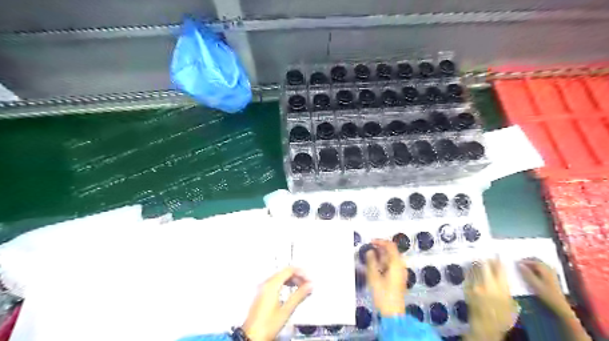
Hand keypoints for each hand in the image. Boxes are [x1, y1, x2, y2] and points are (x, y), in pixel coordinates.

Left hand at [243, 267, 310, 340]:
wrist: (252, 337)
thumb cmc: (266, 326)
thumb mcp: (286, 310)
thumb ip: (299, 295)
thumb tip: (309, 286)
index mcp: (271, 284)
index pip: (289, 270)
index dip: (301, 272)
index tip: (309, 278)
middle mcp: (265, 284)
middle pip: (284, 272)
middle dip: (297, 276)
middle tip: (307, 283)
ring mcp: (262, 289)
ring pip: (280, 278)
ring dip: (292, 280)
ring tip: (301, 288)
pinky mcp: (261, 295)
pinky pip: (275, 283)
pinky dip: (285, 285)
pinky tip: (291, 292)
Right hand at [364, 238, 405, 315]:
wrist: (393, 313)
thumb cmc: (383, 294)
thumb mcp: (373, 277)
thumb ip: (371, 261)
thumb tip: (370, 251)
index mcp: (396, 263)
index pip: (390, 246)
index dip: (380, 241)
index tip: (370, 242)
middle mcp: (401, 266)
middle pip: (392, 251)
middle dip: (380, 249)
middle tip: (369, 250)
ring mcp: (401, 272)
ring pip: (392, 258)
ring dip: (381, 256)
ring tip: (370, 259)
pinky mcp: (399, 278)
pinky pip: (392, 265)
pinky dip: (384, 263)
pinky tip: (376, 268)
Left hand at [468, 259, 518, 340]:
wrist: (486, 325)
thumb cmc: (502, 317)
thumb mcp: (511, 304)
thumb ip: (505, 289)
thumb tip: (502, 278)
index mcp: (501, 287)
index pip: (499, 269)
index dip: (498, 260)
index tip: (497, 255)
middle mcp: (487, 283)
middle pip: (485, 265)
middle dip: (486, 260)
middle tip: (486, 257)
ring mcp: (475, 284)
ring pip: (475, 268)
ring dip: (477, 264)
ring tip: (478, 261)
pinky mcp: (467, 287)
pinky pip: (468, 275)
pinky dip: (470, 271)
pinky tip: (471, 269)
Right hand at [519, 260, 571, 318]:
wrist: (560, 305)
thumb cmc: (546, 295)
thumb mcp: (535, 284)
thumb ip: (527, 274)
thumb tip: (519, 264)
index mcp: (545, 270)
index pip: (534, 261)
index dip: (524, 261)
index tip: (516, 262)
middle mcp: (550, 270)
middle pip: (538, 261)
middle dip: (528, 260)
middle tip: (519, 262)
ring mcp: (552, 273)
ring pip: (541, 264)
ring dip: (532, 263)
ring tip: (524, 266)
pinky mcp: (553, 277)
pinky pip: (543, 268)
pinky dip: (536, 267)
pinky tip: (533, 271)